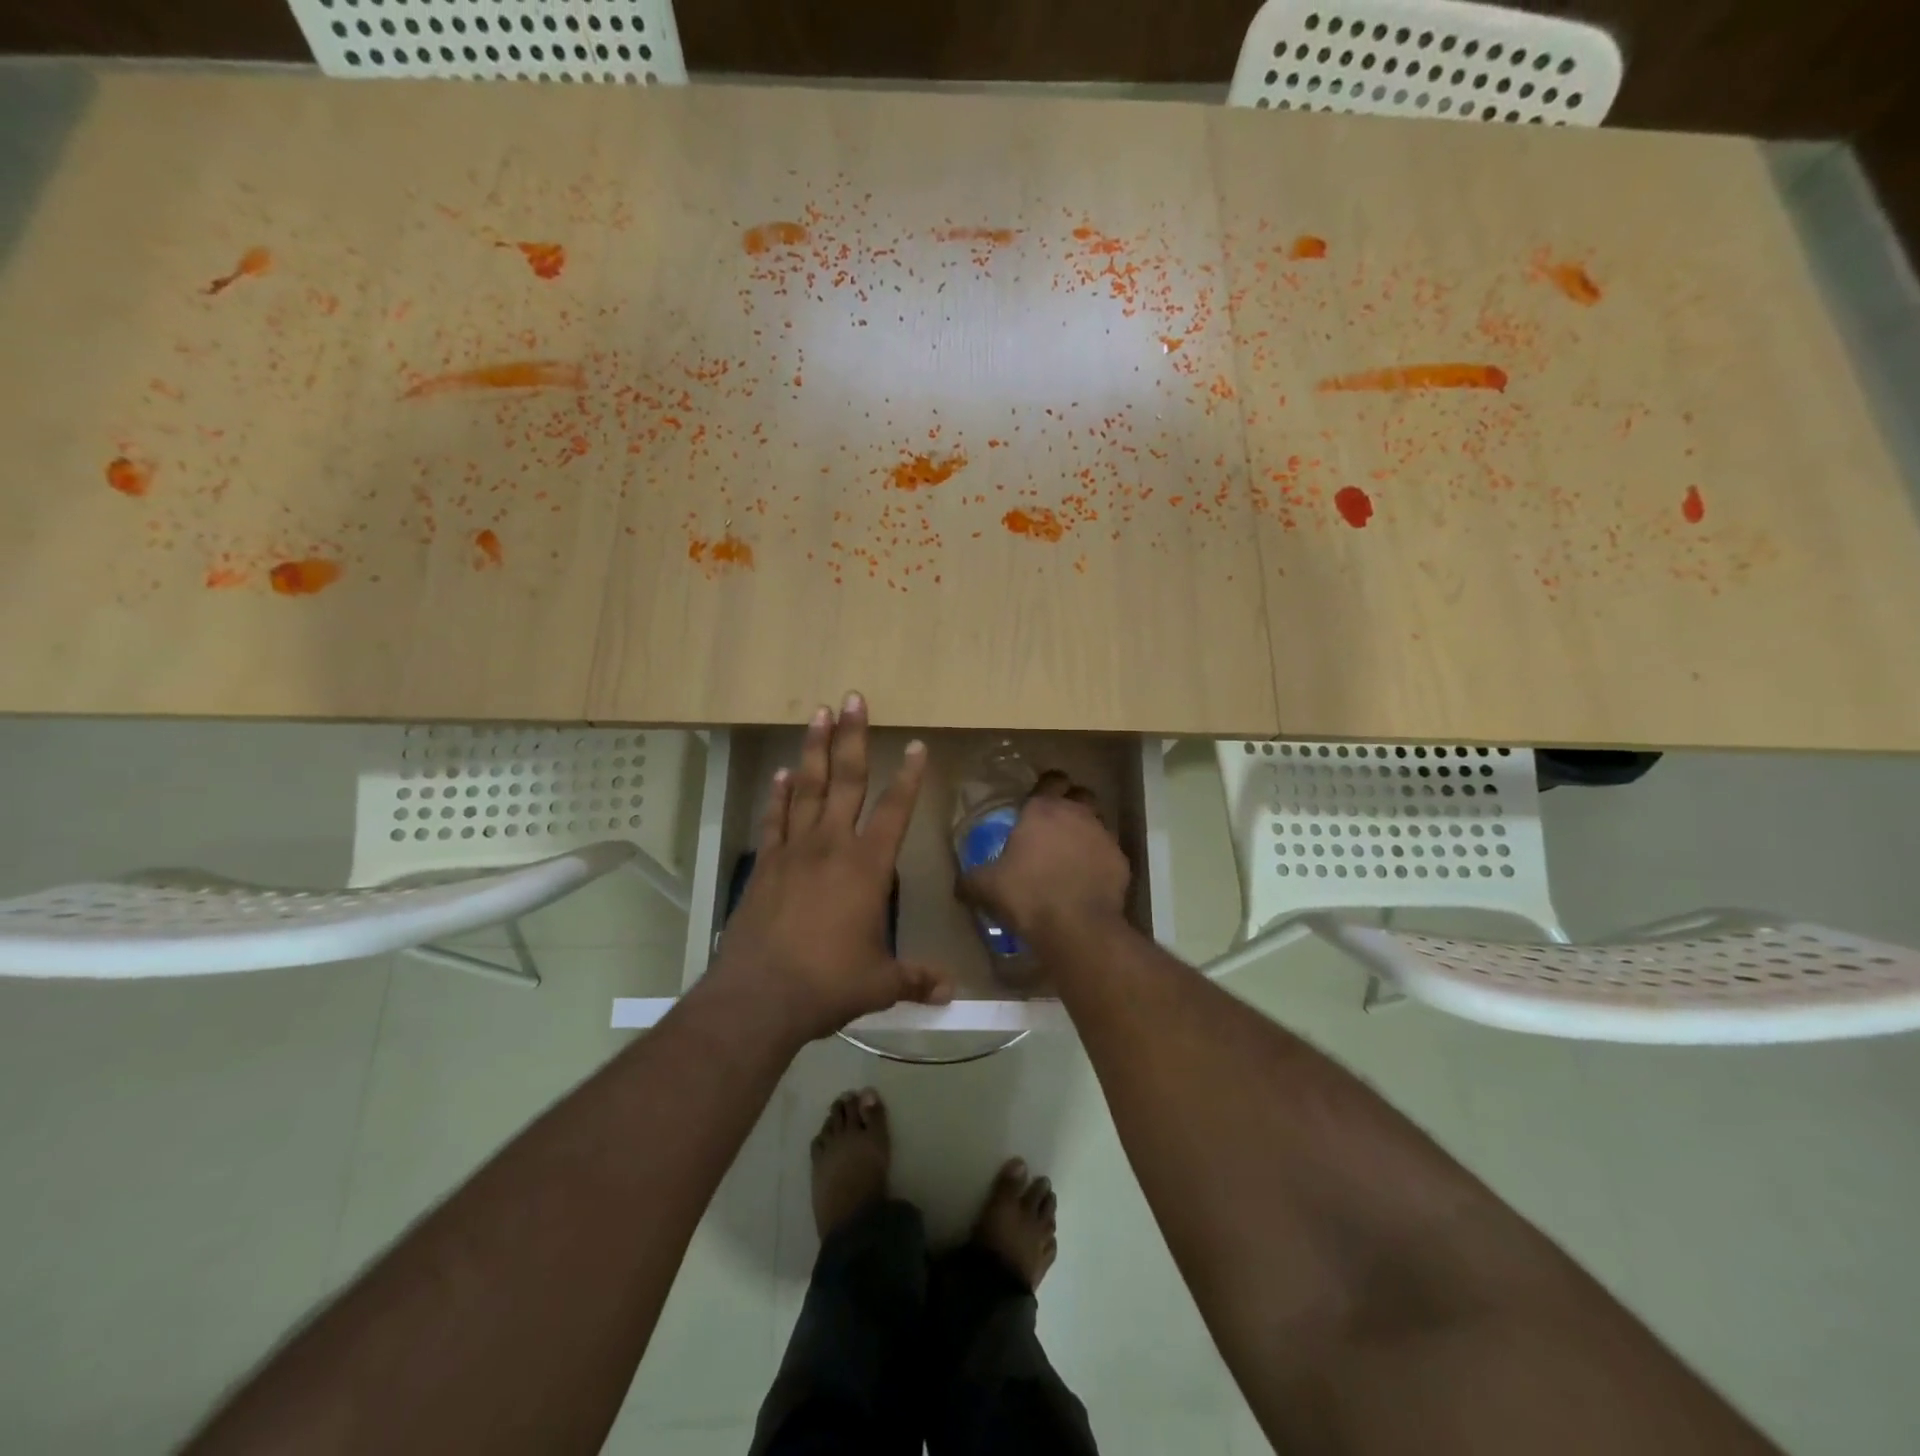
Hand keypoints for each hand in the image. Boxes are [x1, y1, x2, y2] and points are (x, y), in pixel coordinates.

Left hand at [709, 692, 951, 1042]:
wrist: (760, 995)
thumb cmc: (829, 983)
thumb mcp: (880, 983)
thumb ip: (916, 979)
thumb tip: (950, 993)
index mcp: (867, 866)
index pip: (895, 810)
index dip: (909, 777)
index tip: (915, 745)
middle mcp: (831, 846)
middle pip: (846, 780)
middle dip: (852, 737)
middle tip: (853, 698)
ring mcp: (794, 851)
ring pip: (806, 787)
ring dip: (814, 749)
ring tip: (818, 713)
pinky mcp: (766, 864)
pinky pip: (775, 818)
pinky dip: (778, 794)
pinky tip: (781, 772)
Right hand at [962, 770, 1130, 944]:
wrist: (1077, 927)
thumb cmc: (1027, 895)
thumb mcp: (986, 888)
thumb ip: (971, 880)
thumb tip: (960, 884)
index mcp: (1043, 809)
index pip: (1050, 779)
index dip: (1045, 785)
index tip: (1037, 800)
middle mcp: (1077, 814)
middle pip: (1080, 794)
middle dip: (1071, 803)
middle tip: (1055, 825)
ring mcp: (1104, 836)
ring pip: (1098, 822)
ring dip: (1086, 832)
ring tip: (1072, 855)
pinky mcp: (1121, 861)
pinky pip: (1109, 854)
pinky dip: (1100, 862)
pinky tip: (1088, 881)